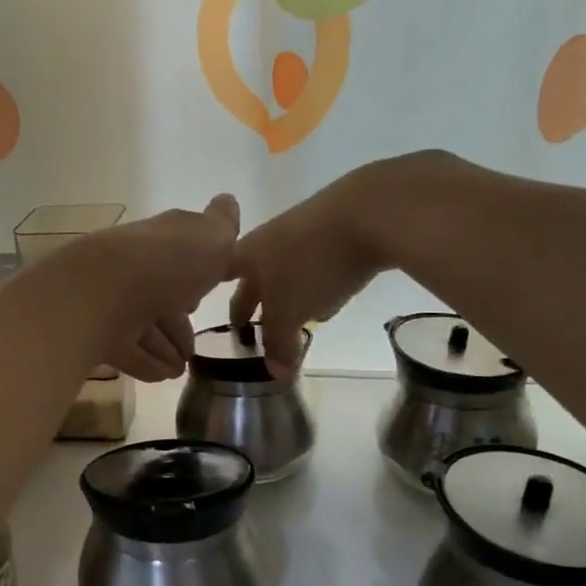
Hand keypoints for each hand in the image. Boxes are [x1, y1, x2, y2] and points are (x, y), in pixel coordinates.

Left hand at [90, 194, 240, 381]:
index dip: (193, 276)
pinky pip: (128, 352)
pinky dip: (146, 363)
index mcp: (160, 242)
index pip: (177, 256)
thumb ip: (222, 225)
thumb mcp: (210, 238)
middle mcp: (134, 270)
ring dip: (164, 347)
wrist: (101, 294)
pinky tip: (162, 375)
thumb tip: (228, 201)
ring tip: (181, 368)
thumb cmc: (165, 263)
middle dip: (177, 321)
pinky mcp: (98, 335)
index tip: (204, 297)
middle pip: (159, 297)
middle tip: (195, 347)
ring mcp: (112, 303)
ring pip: (143, 327)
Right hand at [230, 163, 395, 378]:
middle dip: (253, 302)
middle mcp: (265, 240)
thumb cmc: (312, 264)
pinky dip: (314, 281)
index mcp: (244, 255)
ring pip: (284, 269)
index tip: (221, 324)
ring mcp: (300, 230)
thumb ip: (278, 344)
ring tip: (292, 319)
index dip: (219, 302)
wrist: (368, 211)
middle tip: (251, 328)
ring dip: (285, 293)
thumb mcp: (290, 312)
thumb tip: (276, 374)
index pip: (217, 280)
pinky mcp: (333, 228)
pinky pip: (314, 262)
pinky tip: (331, 295)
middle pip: (252, 276)